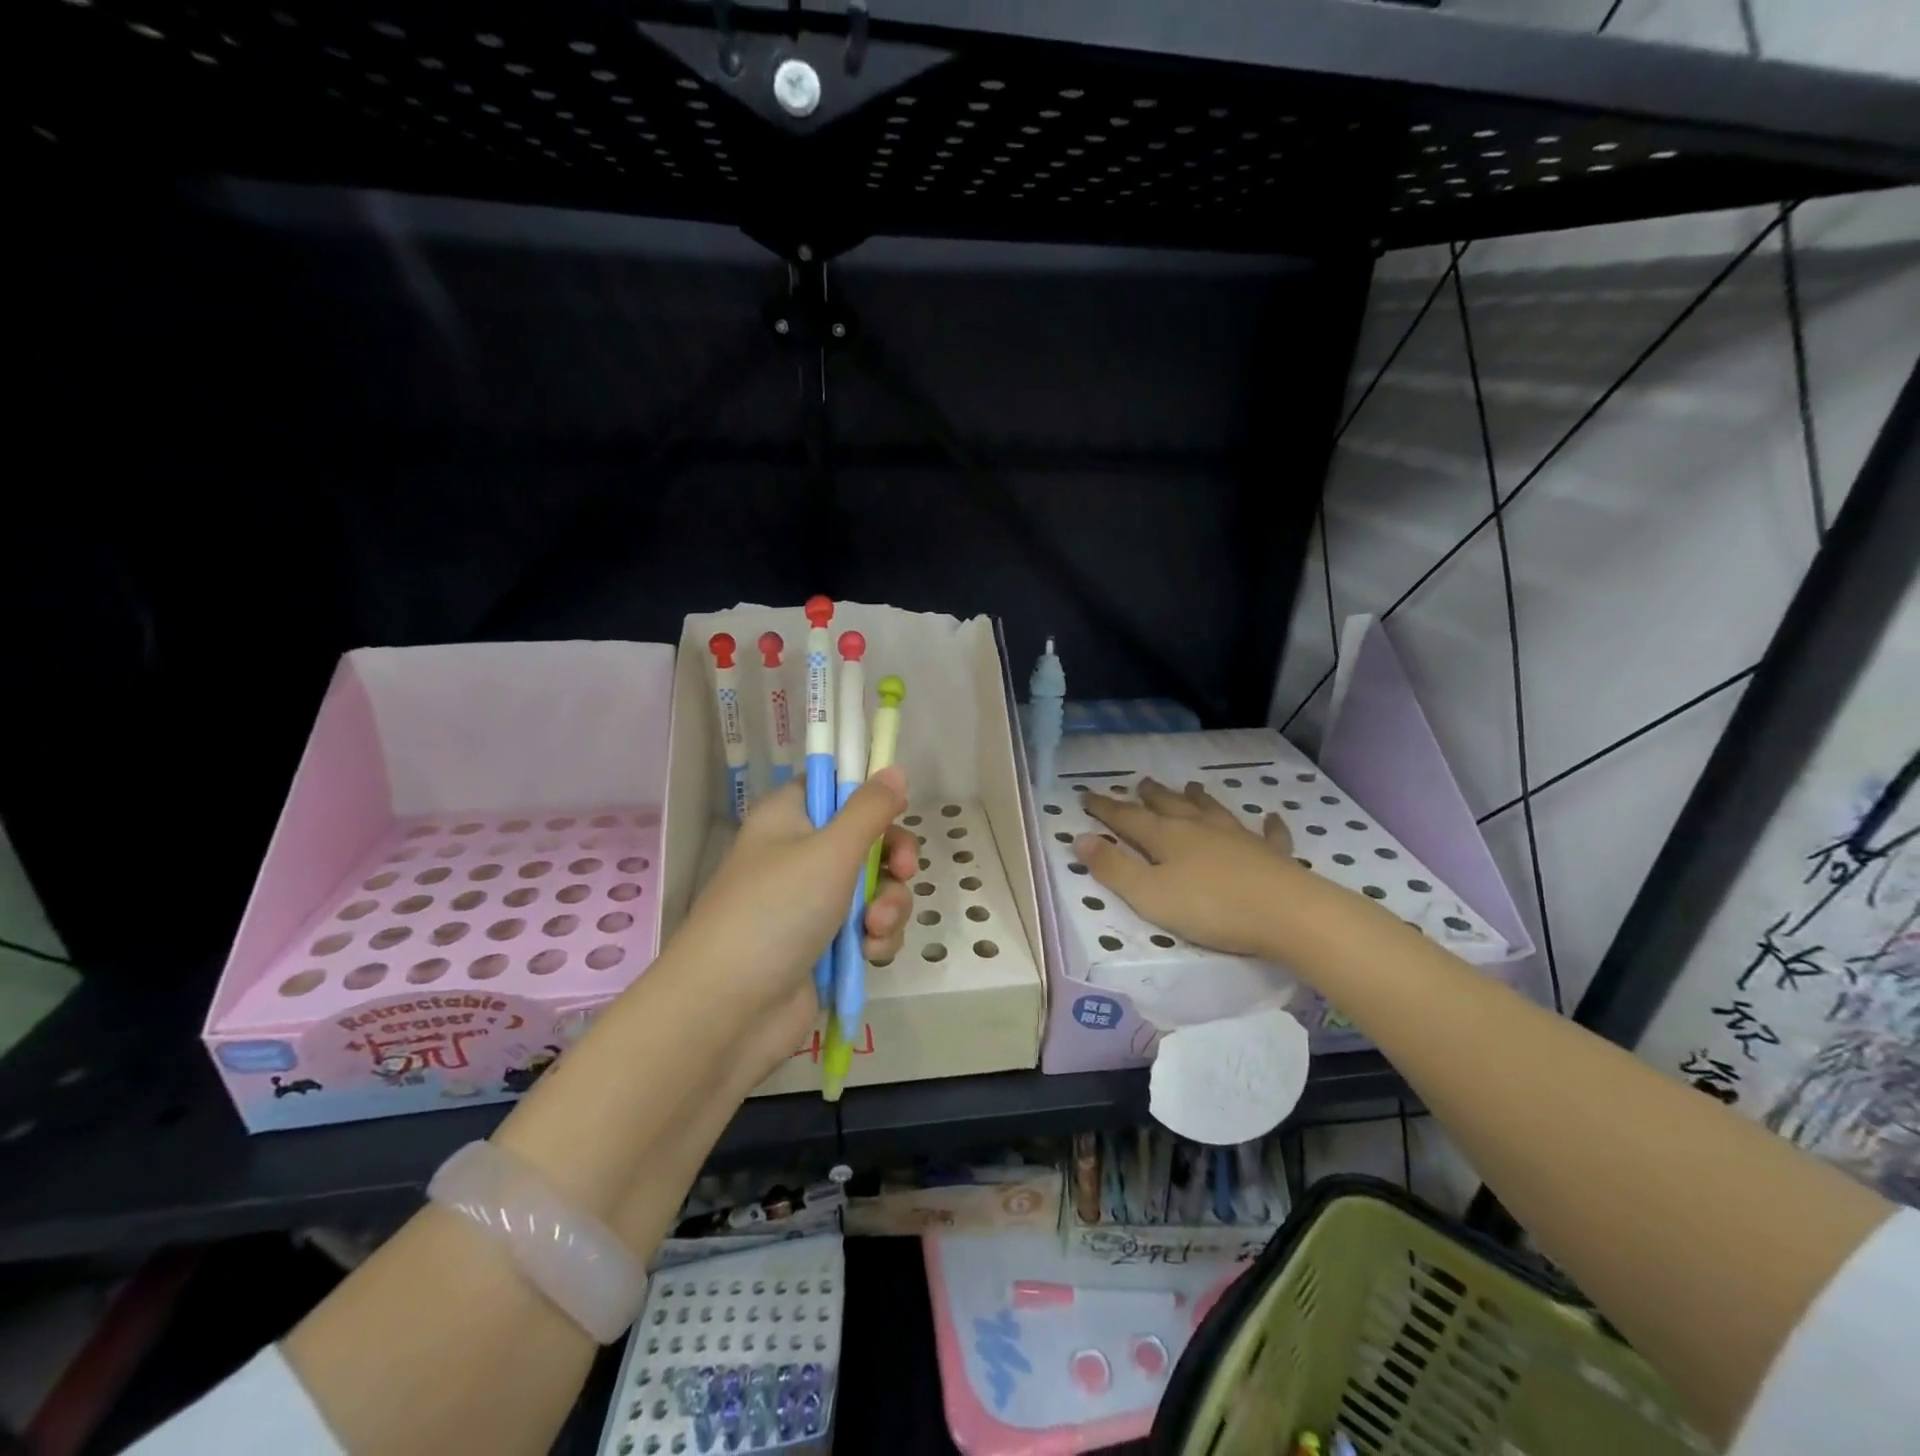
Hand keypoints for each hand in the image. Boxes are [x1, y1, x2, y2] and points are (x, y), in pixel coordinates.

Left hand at [669, 767, 915, 1074]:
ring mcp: (812, 902)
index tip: (897, 809)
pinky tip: (870, 953)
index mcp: (788, 817)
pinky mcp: (825, 945)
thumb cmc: (777, 911)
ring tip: (875, 928)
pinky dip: (876, 937)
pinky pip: (868, 927)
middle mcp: (800, 854)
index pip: (833, 786)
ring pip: (875, 886)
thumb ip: (870, 809)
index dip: (868, 794)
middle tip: (903, 871)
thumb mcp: (830, 851)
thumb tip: (894, 769)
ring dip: (889, 905)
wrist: (730, 1011)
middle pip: (867, 838)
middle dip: (893, 859)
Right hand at [1076, 778, 1298, 957]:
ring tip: (1191, 787)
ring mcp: (1239, 838)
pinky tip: (1270, 818)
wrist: (1287, 914)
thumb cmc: (1211, 908)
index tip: (1086, 794)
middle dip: (1152, 796)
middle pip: (1170, 806)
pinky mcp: (1272, 855)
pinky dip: (1267, 826)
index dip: (1106, 807)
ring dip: (1199, 799)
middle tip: (1141, 783)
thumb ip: (1113, 869)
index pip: (1128, 818)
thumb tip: (1080, 838)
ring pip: (1213, 811)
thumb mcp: (1150, 895)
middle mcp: (1200, 828)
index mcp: (1167, 838)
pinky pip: (1268, 834)